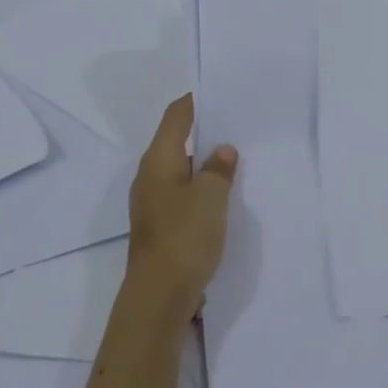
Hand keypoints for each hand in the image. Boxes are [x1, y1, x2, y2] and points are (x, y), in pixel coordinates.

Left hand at [124, 95, 237, 321]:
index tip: (221, 92)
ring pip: (180, 169)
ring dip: (204, 162)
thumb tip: (222, 150)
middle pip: (176, 141)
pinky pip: (183, 193)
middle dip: (205, 131)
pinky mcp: (161, 224)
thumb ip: (218, 168)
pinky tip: (224, 194)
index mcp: (158, 160)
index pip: (176, 116)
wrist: (159, 296)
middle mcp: (150, 176)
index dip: (196, 101)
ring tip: (237, 156)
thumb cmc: (184, 236)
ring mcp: (153, 202)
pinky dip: (201, 186)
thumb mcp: (210, 197)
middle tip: (238, 124)